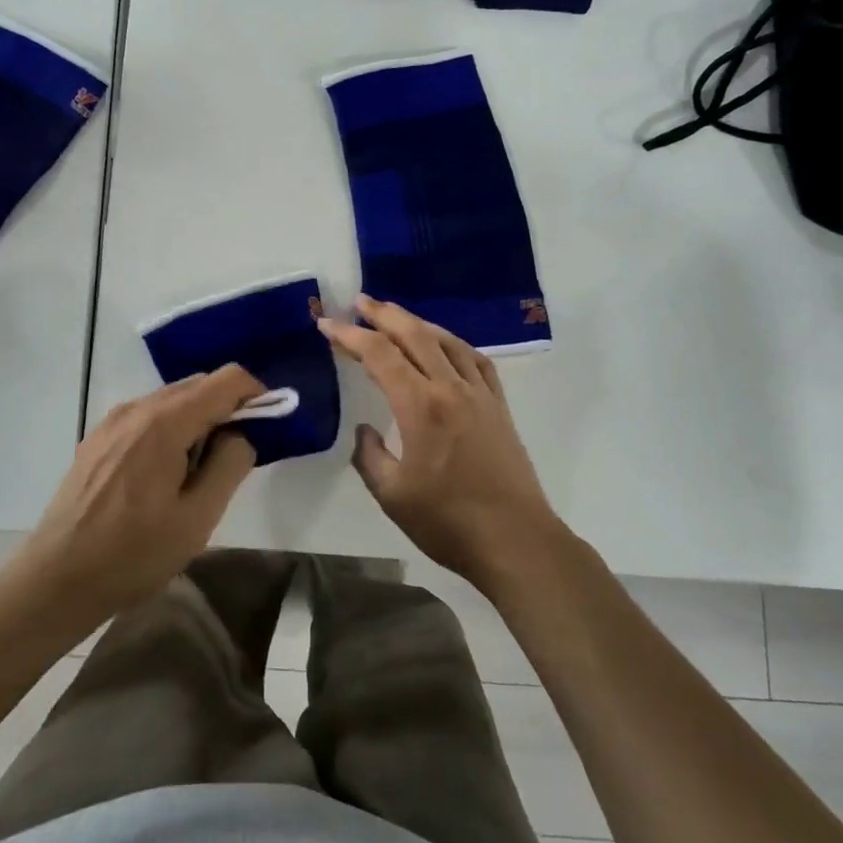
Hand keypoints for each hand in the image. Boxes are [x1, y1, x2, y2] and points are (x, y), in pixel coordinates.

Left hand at [14, 365, 264, 622]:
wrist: (55, 579)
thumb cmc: (132, 554)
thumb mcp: (196, 519)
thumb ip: (228, 466)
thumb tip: (240, 435)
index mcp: (165, 422)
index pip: (226, 380)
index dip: (255, 394)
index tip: (268, 425)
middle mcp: (137, 408)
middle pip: (198, 384)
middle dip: (227, 408)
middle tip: (237, 455)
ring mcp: (113, 420)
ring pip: (172, 399)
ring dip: (198, 420)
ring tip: (200, 471)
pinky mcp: (98, 438)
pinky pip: (148, 416)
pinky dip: (171, 428)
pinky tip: (165, 474)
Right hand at [321, 296, 564, 590]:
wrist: (516, 541)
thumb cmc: (448, 522)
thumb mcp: (392, 495)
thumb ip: (370, 456)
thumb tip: (366, 430)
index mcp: (420, 406)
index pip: (379, 355)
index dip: (350, 335)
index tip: (326, 323)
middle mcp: (450, 388)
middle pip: (414, 335)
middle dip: (383, 314)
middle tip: (359, 301)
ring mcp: (479, 394)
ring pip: (445, 341)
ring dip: (416, 322)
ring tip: (394, 315)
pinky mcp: (498, 406)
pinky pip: (474, 359)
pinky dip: (453, 343)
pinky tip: (444, 344)